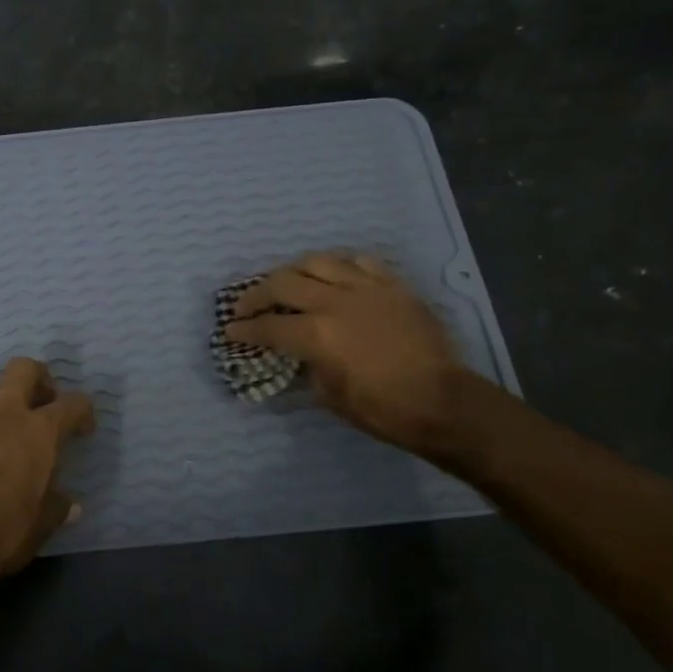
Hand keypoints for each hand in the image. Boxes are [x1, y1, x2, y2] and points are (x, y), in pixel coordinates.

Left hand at [0, 357, 95, 583]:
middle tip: (41, 400)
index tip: (82, 429)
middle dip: (37, 377)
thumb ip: (57, 509)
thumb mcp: (42, 525)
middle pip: (22, 370)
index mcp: (39, 433)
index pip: (72, 404)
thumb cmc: (5, 531)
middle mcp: (4, 417)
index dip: (82, 412)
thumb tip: (71, 507)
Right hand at [225, 252, 467, 454]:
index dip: (243, 329)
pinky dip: (338, 267)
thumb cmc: (382, 409)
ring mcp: (366, 288)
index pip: (268, 325)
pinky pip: (359, 262)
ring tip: (287, 283)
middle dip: (257, 294)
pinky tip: (333, 276)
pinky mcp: (393, 285)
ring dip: (293, 271)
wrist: (442, 402)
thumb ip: (307, 366)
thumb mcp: (330, 396)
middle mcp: (336, 302)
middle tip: (246, 306)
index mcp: (317, 334)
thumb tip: (297, 355)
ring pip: (318, 262)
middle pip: (283, 283)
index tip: (230, 331)